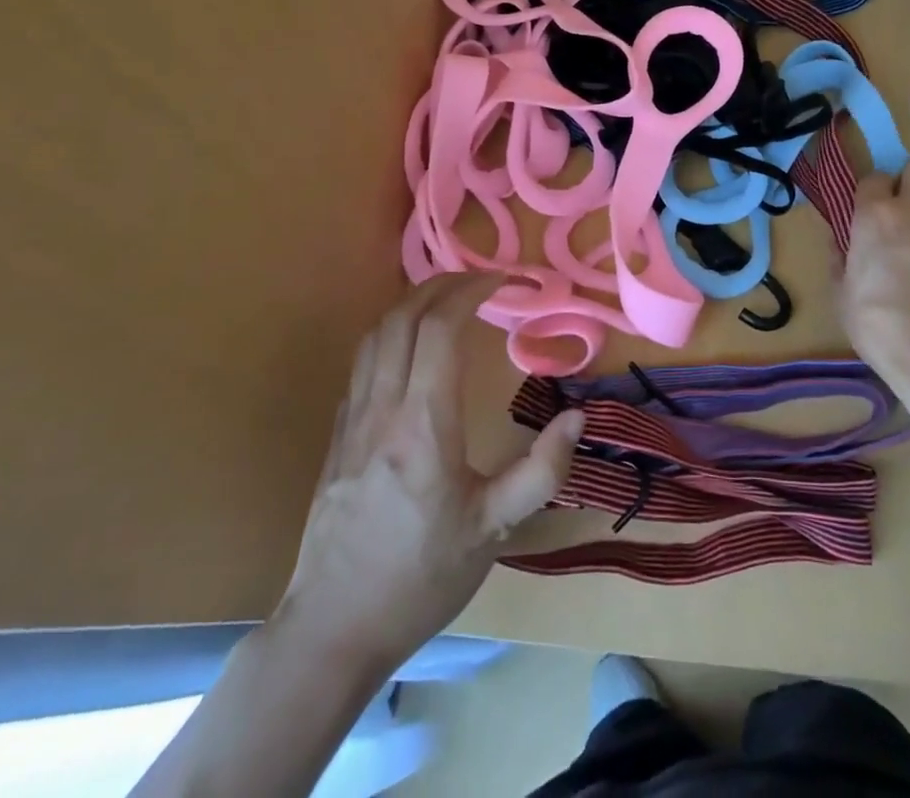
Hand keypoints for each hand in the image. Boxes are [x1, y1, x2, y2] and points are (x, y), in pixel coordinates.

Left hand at [271, 273, 584, 668]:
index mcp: (424, 425)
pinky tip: (411, 346)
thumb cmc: (421, 577)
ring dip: (412, 303)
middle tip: (479, 280)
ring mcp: (352, 421)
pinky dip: (390, 333)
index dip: (471, 291)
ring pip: (375, 335)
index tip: (502, 281)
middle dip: (442, 284)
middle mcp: (382, 409)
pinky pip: (362, 363)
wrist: (332, 630)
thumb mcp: (495, 530)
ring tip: (447, 298)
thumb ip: (542, 471)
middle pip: (403, 317)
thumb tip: (577, 416)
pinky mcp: (336, 438)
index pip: (440, 328)